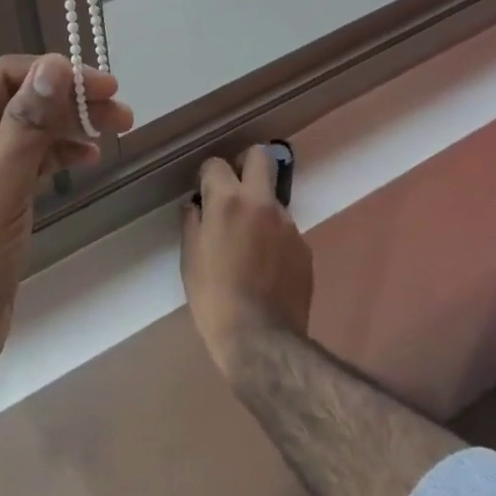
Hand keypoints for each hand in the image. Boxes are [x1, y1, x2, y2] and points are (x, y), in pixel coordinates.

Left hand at [0, 55, 132, 399]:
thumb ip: (25, 125)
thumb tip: (55, 65)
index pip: (3, 76)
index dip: (54, 74)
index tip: (104, 86)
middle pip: (21, 102)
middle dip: (70, 101)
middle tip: (121, 111)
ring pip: (31, 132)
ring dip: (72, 126)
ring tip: (119, 129)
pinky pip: (32, 163)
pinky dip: (61, 155)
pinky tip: (88, 158)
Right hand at [180, 146, 313, 379]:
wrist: (260, 339)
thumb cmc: (214, 298)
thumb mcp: (190, 259)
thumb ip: (193, 223)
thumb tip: (196, 207)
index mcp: (228, 201)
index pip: (217, 163)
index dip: (207, 176)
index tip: (203, 192)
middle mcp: (262, 203)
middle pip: (260, 156)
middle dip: (245, 164)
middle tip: (233, 189)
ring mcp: (288, 223)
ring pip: (273, 197)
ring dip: (259, 208)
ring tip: (247, 243)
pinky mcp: (304, 246)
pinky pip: (285, 229)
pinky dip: (273, 237)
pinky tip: (265, 265)